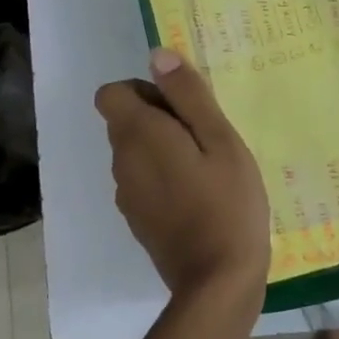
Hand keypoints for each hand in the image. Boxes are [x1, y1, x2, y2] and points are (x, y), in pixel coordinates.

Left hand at [96, 48, 270, 305]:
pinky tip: (200, 196)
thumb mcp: (220, 140)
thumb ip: (188, 96)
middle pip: (124, 121)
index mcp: (138, 135)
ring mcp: (126, 195)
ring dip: (163, 149)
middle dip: (159, 117)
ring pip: (135, 152)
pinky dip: (163, 177)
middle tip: (206, 137)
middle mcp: (121, 162)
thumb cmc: (227, 203)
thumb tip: (157, 56)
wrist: (217, 282)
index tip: (182, 108)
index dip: (144, 91)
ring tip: (207, 167)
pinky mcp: (137, 220)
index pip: (111, 93)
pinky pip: (143, 181)